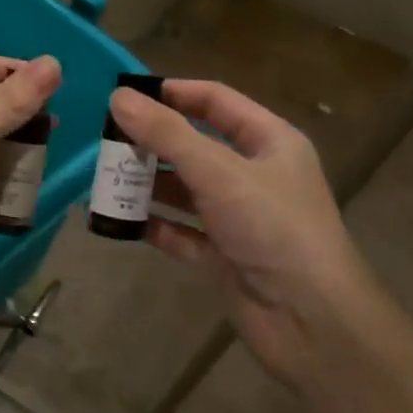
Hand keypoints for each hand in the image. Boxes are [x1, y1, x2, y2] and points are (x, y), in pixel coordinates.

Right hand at [109, 80, 382, 384]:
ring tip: (103, 179)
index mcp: (269, 142)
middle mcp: (254, 175)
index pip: (217, 102)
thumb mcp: (218, 172)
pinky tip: (118, 221)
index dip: (174, 93)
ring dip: (147, 185)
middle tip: (105, 140)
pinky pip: (181, 232)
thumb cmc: (272, 228)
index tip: (126, 93)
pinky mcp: (223, 255)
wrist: (309, 319)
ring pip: (184, 191)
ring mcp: (238, 217)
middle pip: (195, 147)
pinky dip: (153, 225)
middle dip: (152, 143)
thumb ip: (167, 134)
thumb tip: (119, 97)